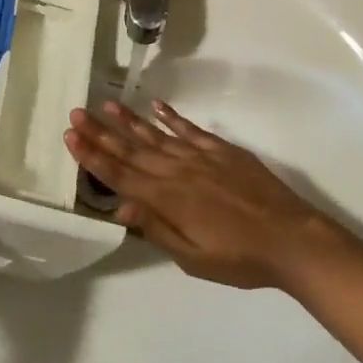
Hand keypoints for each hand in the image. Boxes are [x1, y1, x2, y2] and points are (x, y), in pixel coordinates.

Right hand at [65, 100, 349, 289]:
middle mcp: (177, 171)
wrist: (291, 238)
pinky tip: (155, 106)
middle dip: (101, 132)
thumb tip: (121, 207)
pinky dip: (170, 117)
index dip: (93, 156)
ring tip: (106, 104)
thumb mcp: (192, 258)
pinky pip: (189, 129)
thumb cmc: (239, 258)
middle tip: (76, 114)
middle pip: (131, 149)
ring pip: (155, 135)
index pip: (120, 175)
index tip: (71, 137)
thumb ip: (156, 229)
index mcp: (166, 199)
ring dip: (128, 120)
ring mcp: (200, 156)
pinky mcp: (221, 149)